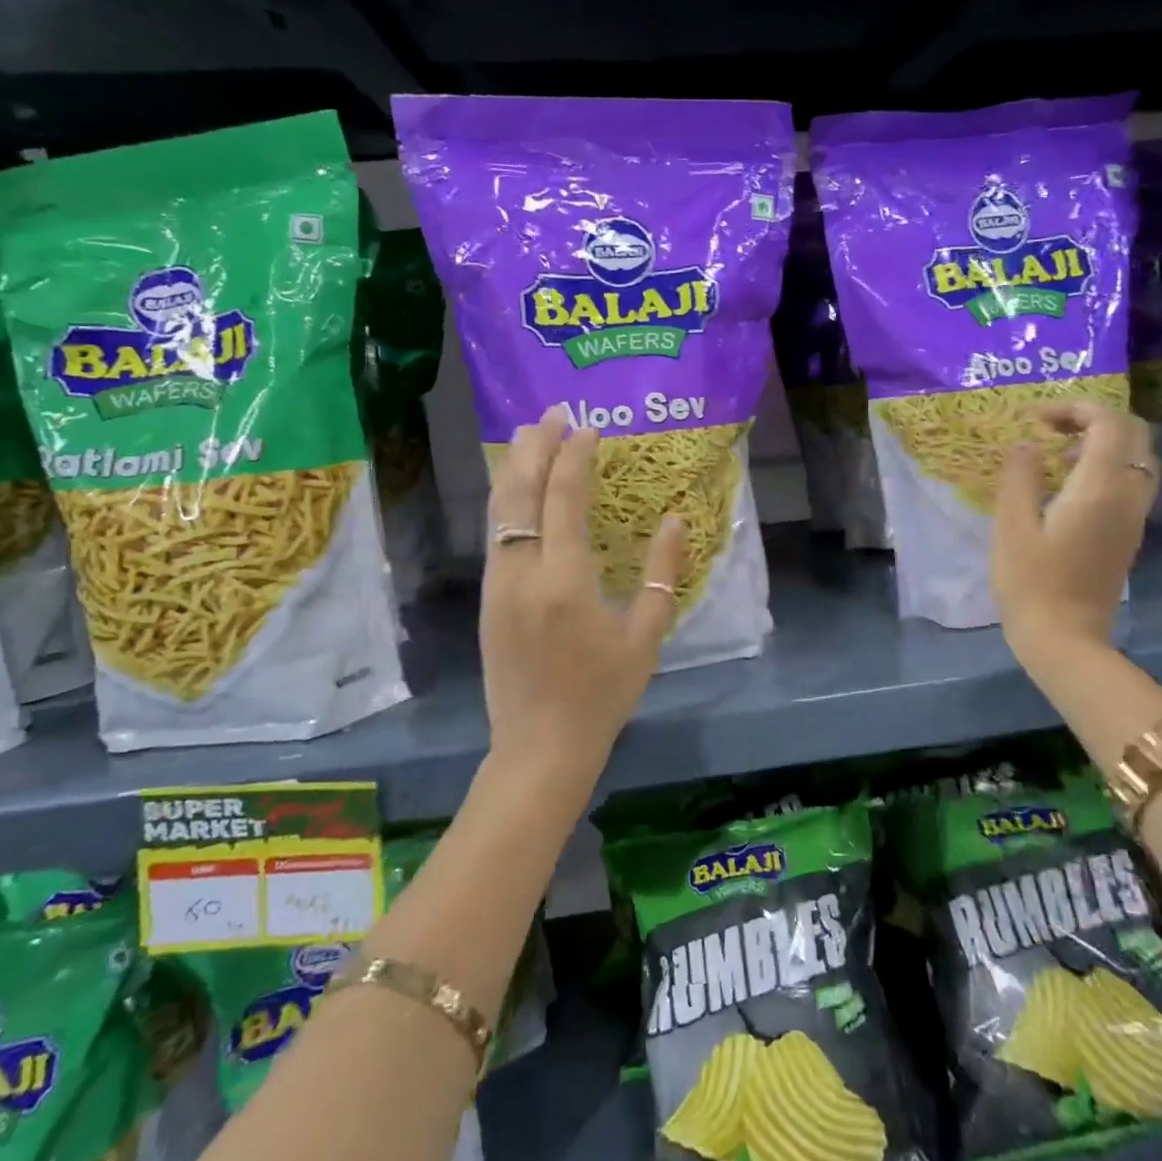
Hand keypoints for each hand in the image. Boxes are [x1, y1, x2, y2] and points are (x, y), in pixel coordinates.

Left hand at [479, 406, 687, 787]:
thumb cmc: (602, 694)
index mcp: (564, 581)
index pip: (564, 500)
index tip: (587, 428)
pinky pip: (494, 533)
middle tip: (551, 413)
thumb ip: (662, 575)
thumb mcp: (646, 638)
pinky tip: (518, 488)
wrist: (539, 746)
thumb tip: (674, 521)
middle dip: (534, 447)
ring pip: (498, 510)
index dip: (574, 458)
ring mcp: (497, 584)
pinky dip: (506, 499)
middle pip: (520, 493)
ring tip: (529, 435)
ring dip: (513, 467)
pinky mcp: (487, 598)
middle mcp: (521, 573)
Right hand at [991, 400, 1155, 659]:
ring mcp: (1132, 518)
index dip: (1076, 408)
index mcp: (1100, 487)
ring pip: (1137, 459)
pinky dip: (1106, 469)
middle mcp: (1127, 496)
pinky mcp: (1127, 536)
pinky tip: (1069, 490)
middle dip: (1094, 420)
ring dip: (1103, 444)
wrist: (1066, 640)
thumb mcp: (1012, 527)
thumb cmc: (1031, 583)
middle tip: (1052, 430)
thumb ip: (1019, 478)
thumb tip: (1026, 445)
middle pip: (1133, 434)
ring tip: (1058, 458)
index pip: (1108, 422)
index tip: (1038, 420)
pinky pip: (1130, 484)